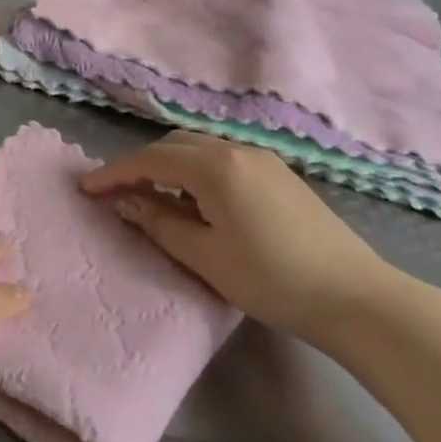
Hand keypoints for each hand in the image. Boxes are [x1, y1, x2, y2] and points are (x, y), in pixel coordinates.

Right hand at [81, 132, 401, 346]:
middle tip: (117, 193)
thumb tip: (124, 202)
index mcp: (214, 166)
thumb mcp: (205, 256)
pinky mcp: (279, 173)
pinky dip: (197, 171)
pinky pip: (223, 159)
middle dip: (141, 164)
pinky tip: (197, 202)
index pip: (151, 160)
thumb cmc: (271, 279)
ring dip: (170, 166)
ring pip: (200, 149)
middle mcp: (235, 149)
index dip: (115, 173)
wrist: (354, 296)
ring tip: (153, 198)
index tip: (87, 188)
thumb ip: (159, 223)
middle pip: (174, 145)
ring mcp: (262, 158)